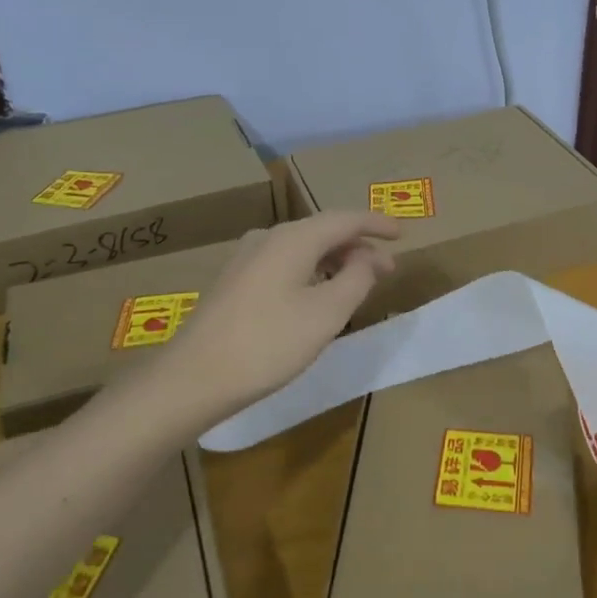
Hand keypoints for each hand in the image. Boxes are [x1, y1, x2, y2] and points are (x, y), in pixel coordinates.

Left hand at [163, 213, 398, 417]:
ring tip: (358, 284)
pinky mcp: (235, 281)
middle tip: (387, 270)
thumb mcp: (327, 313)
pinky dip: (312, 272)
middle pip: (324, 232)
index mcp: (293, 238)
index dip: (376, 224)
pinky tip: (319, 296)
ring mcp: (247, 258)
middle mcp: (269, 238)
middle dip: (359, 248)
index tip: (402, 235)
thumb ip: (357, 278)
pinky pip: (286, 263)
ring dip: (335, 262)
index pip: (345, 219)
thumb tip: (369, 257)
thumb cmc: (268, 343)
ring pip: (304, 249)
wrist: (194, 378)